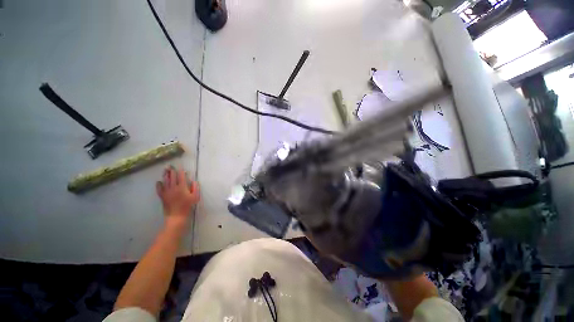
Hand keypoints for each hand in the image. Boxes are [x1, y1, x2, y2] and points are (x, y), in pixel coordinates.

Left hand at [156, 166, 199, 228]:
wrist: (176, 216)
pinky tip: (159, 181)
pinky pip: (159, 189)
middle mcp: (173, 188)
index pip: (181, 176)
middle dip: (171, 170)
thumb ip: (195, 188)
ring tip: (165, 170)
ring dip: (165, 175)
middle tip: (170, 165)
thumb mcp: (195, 197)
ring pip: (165, 181)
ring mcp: (167, 192)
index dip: (180, 171)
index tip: (180, 166)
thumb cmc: (187, 206)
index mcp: (182, 187)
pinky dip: (159, 184)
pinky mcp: (162, 196)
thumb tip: (194, 181)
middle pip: (172, 177)